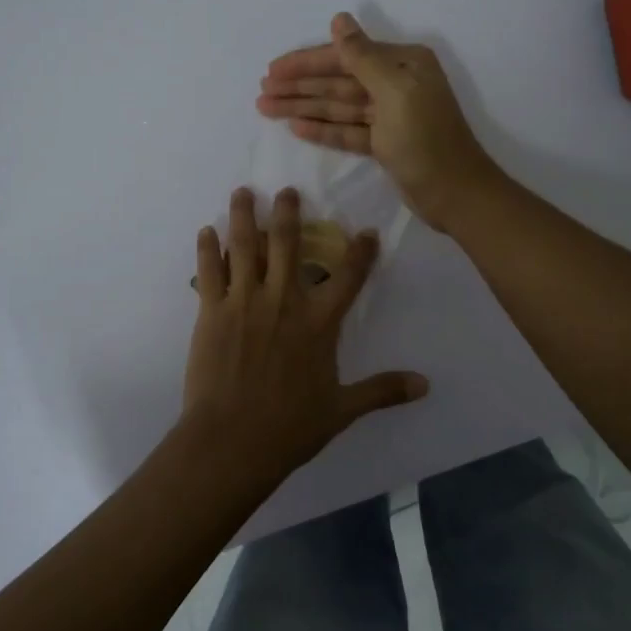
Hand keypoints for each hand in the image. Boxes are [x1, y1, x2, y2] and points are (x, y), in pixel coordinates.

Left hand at [183, 187, 427, 479]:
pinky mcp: (211, 311)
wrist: (232, 440)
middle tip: (286, 191)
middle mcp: (283, 300)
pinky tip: (205, 231)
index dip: (361, 252)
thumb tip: (425, 385)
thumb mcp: (342, 409)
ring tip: (242, 192)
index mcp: (319, 322)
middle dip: (288, 212)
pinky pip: (209, 270)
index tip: (367, 232)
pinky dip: (207, 248)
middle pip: (287, 244)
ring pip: (245, 246)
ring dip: (243, 216)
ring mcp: (244, 301)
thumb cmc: (290, 426)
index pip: (348, 276)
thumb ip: (382, 390)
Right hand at [257, 13, 503, 232]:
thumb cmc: (425, 139)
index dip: (306, 63)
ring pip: (338, 106)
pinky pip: (347, 129)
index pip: (345, 57)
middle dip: (300, 86)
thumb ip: (362, 56)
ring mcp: (389, 115)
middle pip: (338, 81)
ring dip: (303, 106)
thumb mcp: (394, 92)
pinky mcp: (384, 143)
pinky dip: (322, 129)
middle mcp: (396, 83)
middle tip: (261, 91)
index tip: (272, 70)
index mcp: (403, 64)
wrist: (455, 193)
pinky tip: (295, 126)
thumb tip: (339, 19)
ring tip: (266, 108)